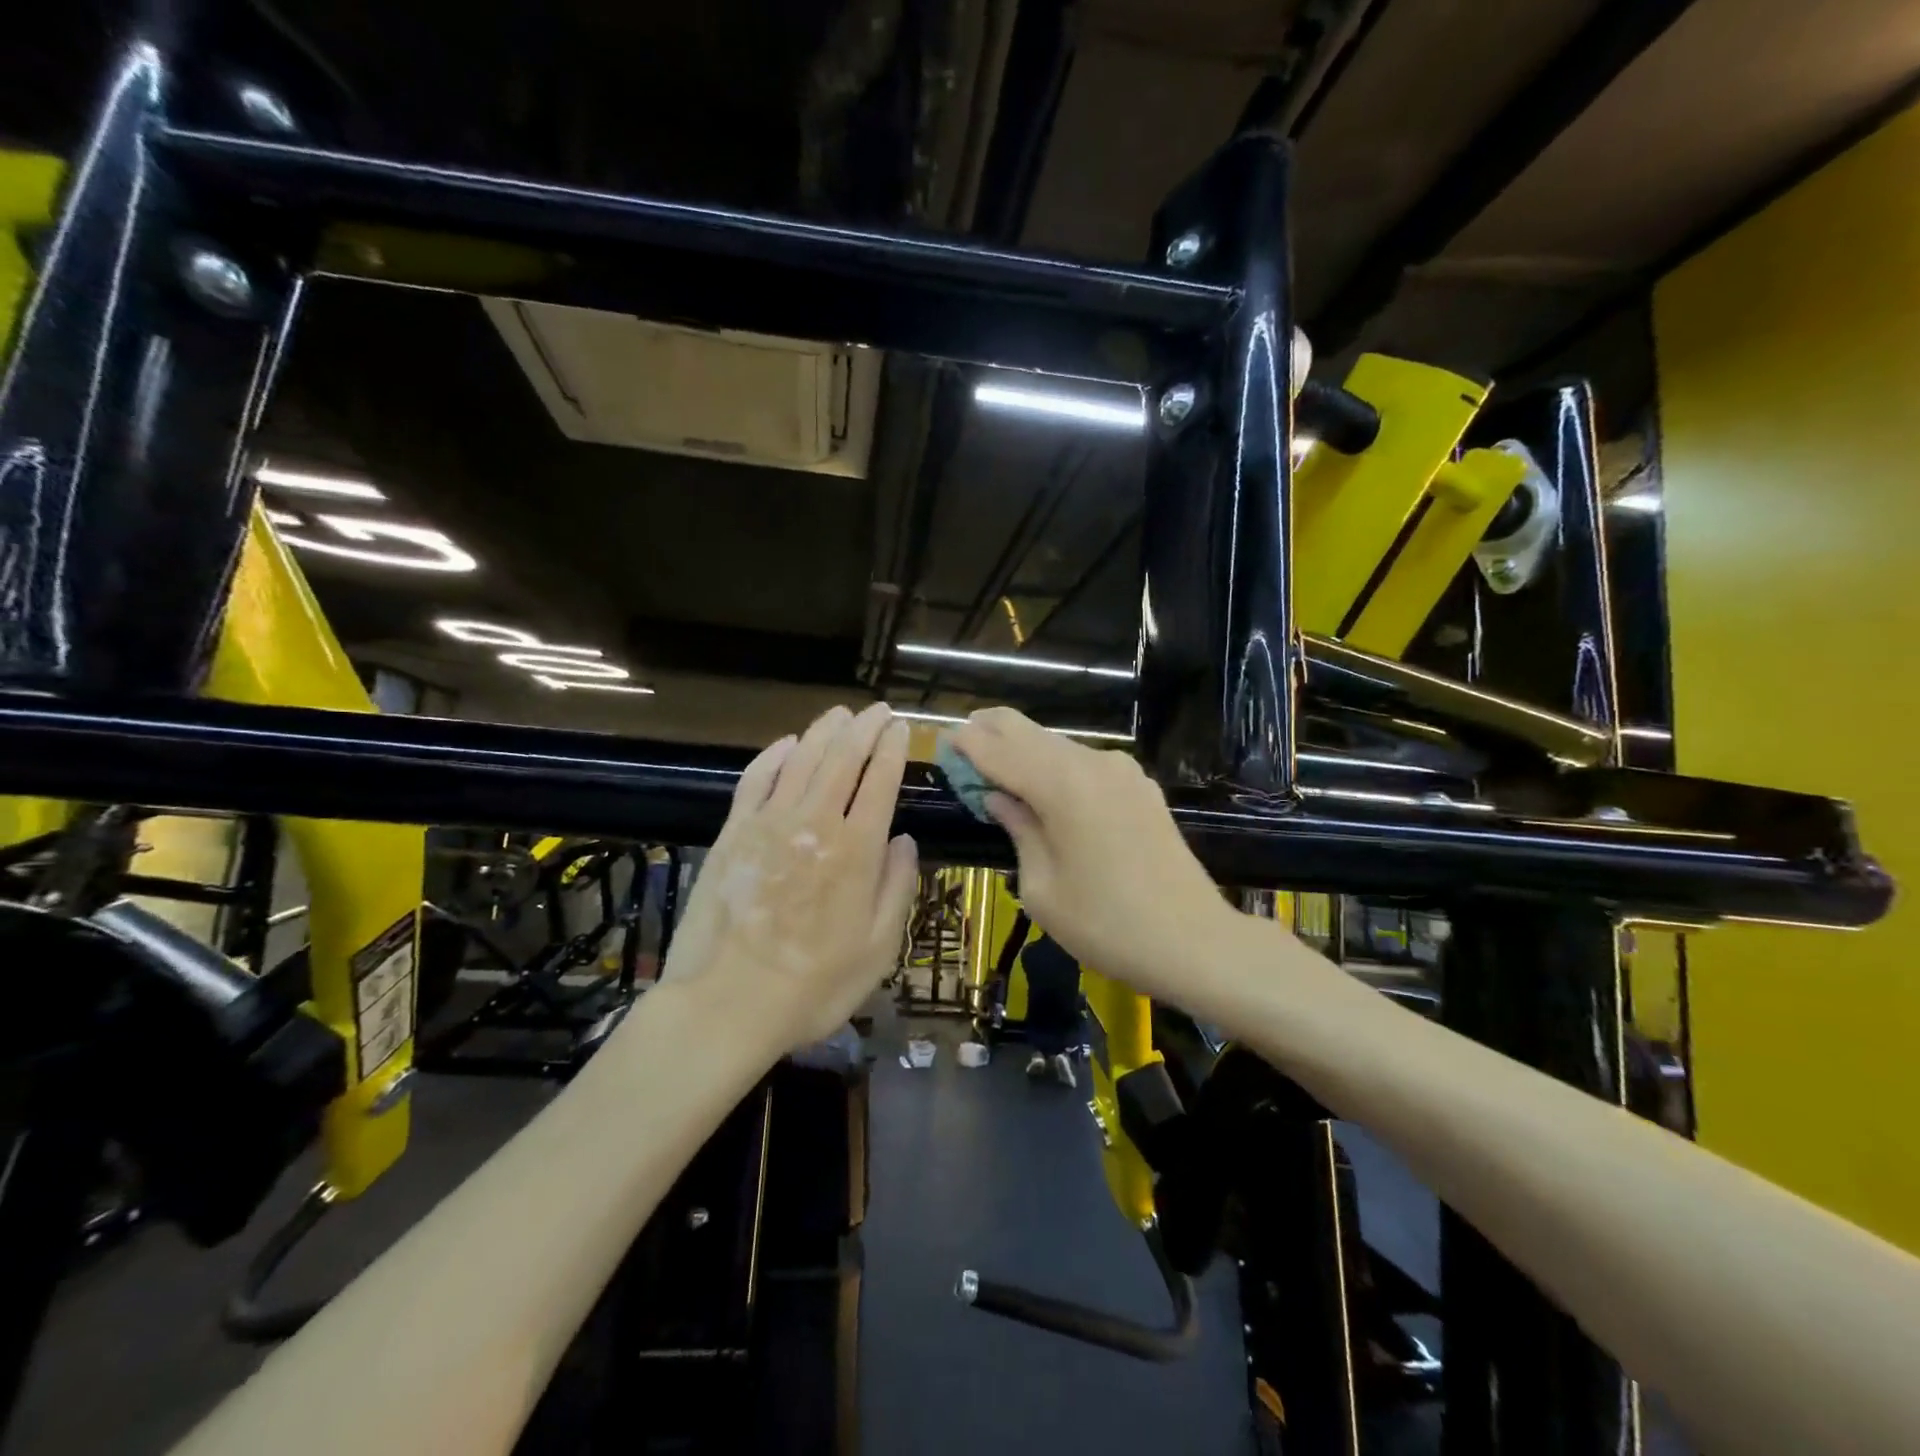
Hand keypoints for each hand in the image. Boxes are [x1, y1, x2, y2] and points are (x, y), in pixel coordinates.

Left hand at [663, 703, 918, 1052]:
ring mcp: (768, 824)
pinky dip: (773, 755)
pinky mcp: (732, 833)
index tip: (902, 728)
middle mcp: (815, 824)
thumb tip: (905, 840)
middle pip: (842, 758)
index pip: (881, 781)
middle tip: (878, 710)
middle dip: (864, 728)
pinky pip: (755, 779)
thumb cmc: (813, 986)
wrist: (726, 1005)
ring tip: (840, 714)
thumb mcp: (878, 950)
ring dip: (823, 731)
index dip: (894, 749)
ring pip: (801, 759)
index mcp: (857, 851)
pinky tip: (786, 744)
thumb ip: (897, 888)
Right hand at [949, 707, 1237, 998]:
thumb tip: (998, 797)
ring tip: (997, 770)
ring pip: (1058, 744)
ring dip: (1023, 750)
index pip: (997, 749)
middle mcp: (1091, 764)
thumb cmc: (1106, 925)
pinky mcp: (1140, 786)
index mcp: (1061, 786)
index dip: (965, 743)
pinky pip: (1085, 764)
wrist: (1195, 941)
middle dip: (990, 732)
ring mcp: (1122, 771)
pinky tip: (1045, 790)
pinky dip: (1055, 766)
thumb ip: (1017, 829)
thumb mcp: (1041, 887)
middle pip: (1028, 731)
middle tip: (962, 746)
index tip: (940, 741)